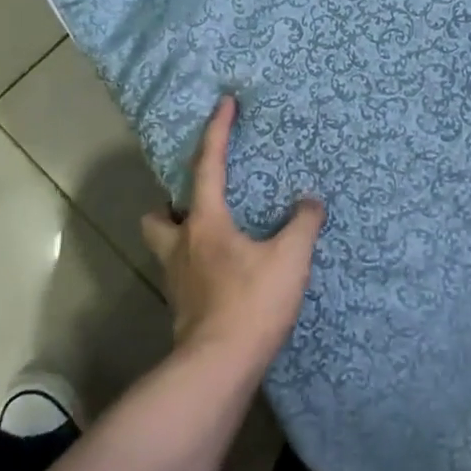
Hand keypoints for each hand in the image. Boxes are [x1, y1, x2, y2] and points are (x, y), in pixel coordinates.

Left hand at [140, 95, 325, 370]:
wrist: (219, 367)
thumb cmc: (252, 303)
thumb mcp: (290, 259)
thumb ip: (303, 225)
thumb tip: (311, 203)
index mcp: (205, 224)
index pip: (208, 165)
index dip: (217, 131)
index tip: (224, 103)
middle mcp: (181, 246)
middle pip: (159, 214)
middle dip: (171, 203)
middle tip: (198, 202)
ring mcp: (176, 280)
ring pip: (165, 245)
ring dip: (180, 235)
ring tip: (212, 237)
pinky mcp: (181, 308)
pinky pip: (182, 274)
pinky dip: (196, 265)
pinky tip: (222, 274)